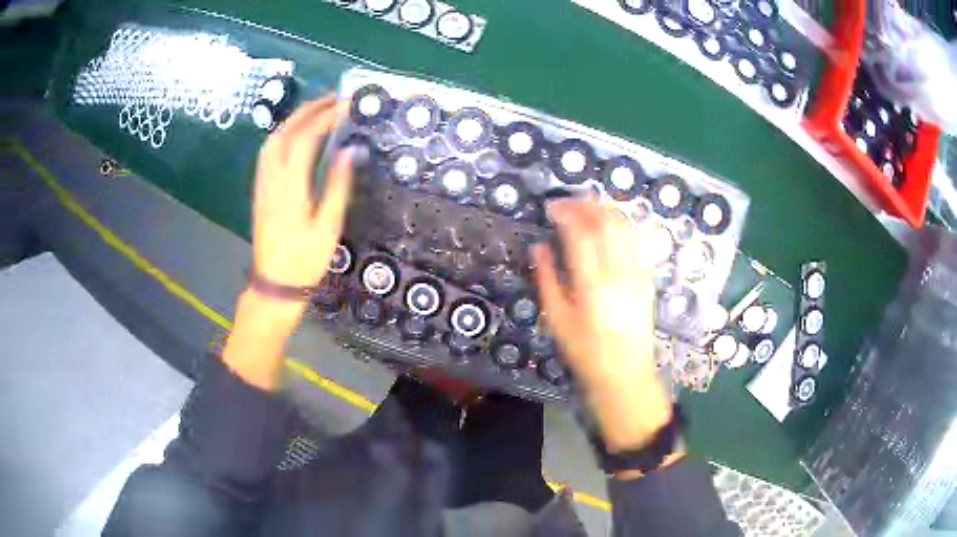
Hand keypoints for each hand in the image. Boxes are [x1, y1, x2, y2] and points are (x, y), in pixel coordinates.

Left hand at [223, 96, 352, 390]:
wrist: (274, 285)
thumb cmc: (305, 260)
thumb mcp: (328, 226)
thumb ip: (337, 185)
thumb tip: (349, 151)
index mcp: (290, 185)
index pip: (306, 138)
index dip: (327, 118)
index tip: (347, 105)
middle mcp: (272, 178)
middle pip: (285, 132)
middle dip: (308, 110)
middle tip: (332, 99)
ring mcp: (263, 184)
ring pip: (272, 140)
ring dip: (293, 120)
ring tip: (316, 112)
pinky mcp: (260, 191)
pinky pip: (267, 153)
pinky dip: (282, 135)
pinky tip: (294, 137)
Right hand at [533, 199, 671, 452]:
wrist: (626, 373)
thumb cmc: (587, 353)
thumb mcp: (558, 321)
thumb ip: (547, 280)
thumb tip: (539, 248)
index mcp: (593, 285)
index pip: (580, 234)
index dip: (565, 213)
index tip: (552, 207)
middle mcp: (620, 273)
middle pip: (607, 222)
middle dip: (586, 204)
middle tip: (567, 201)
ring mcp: (638, 273)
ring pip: (625, 227)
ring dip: (606, 210)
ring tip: (586, 207)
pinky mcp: (647, 277)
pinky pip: (635, 240)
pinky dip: (620, 224)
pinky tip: (608, 226)